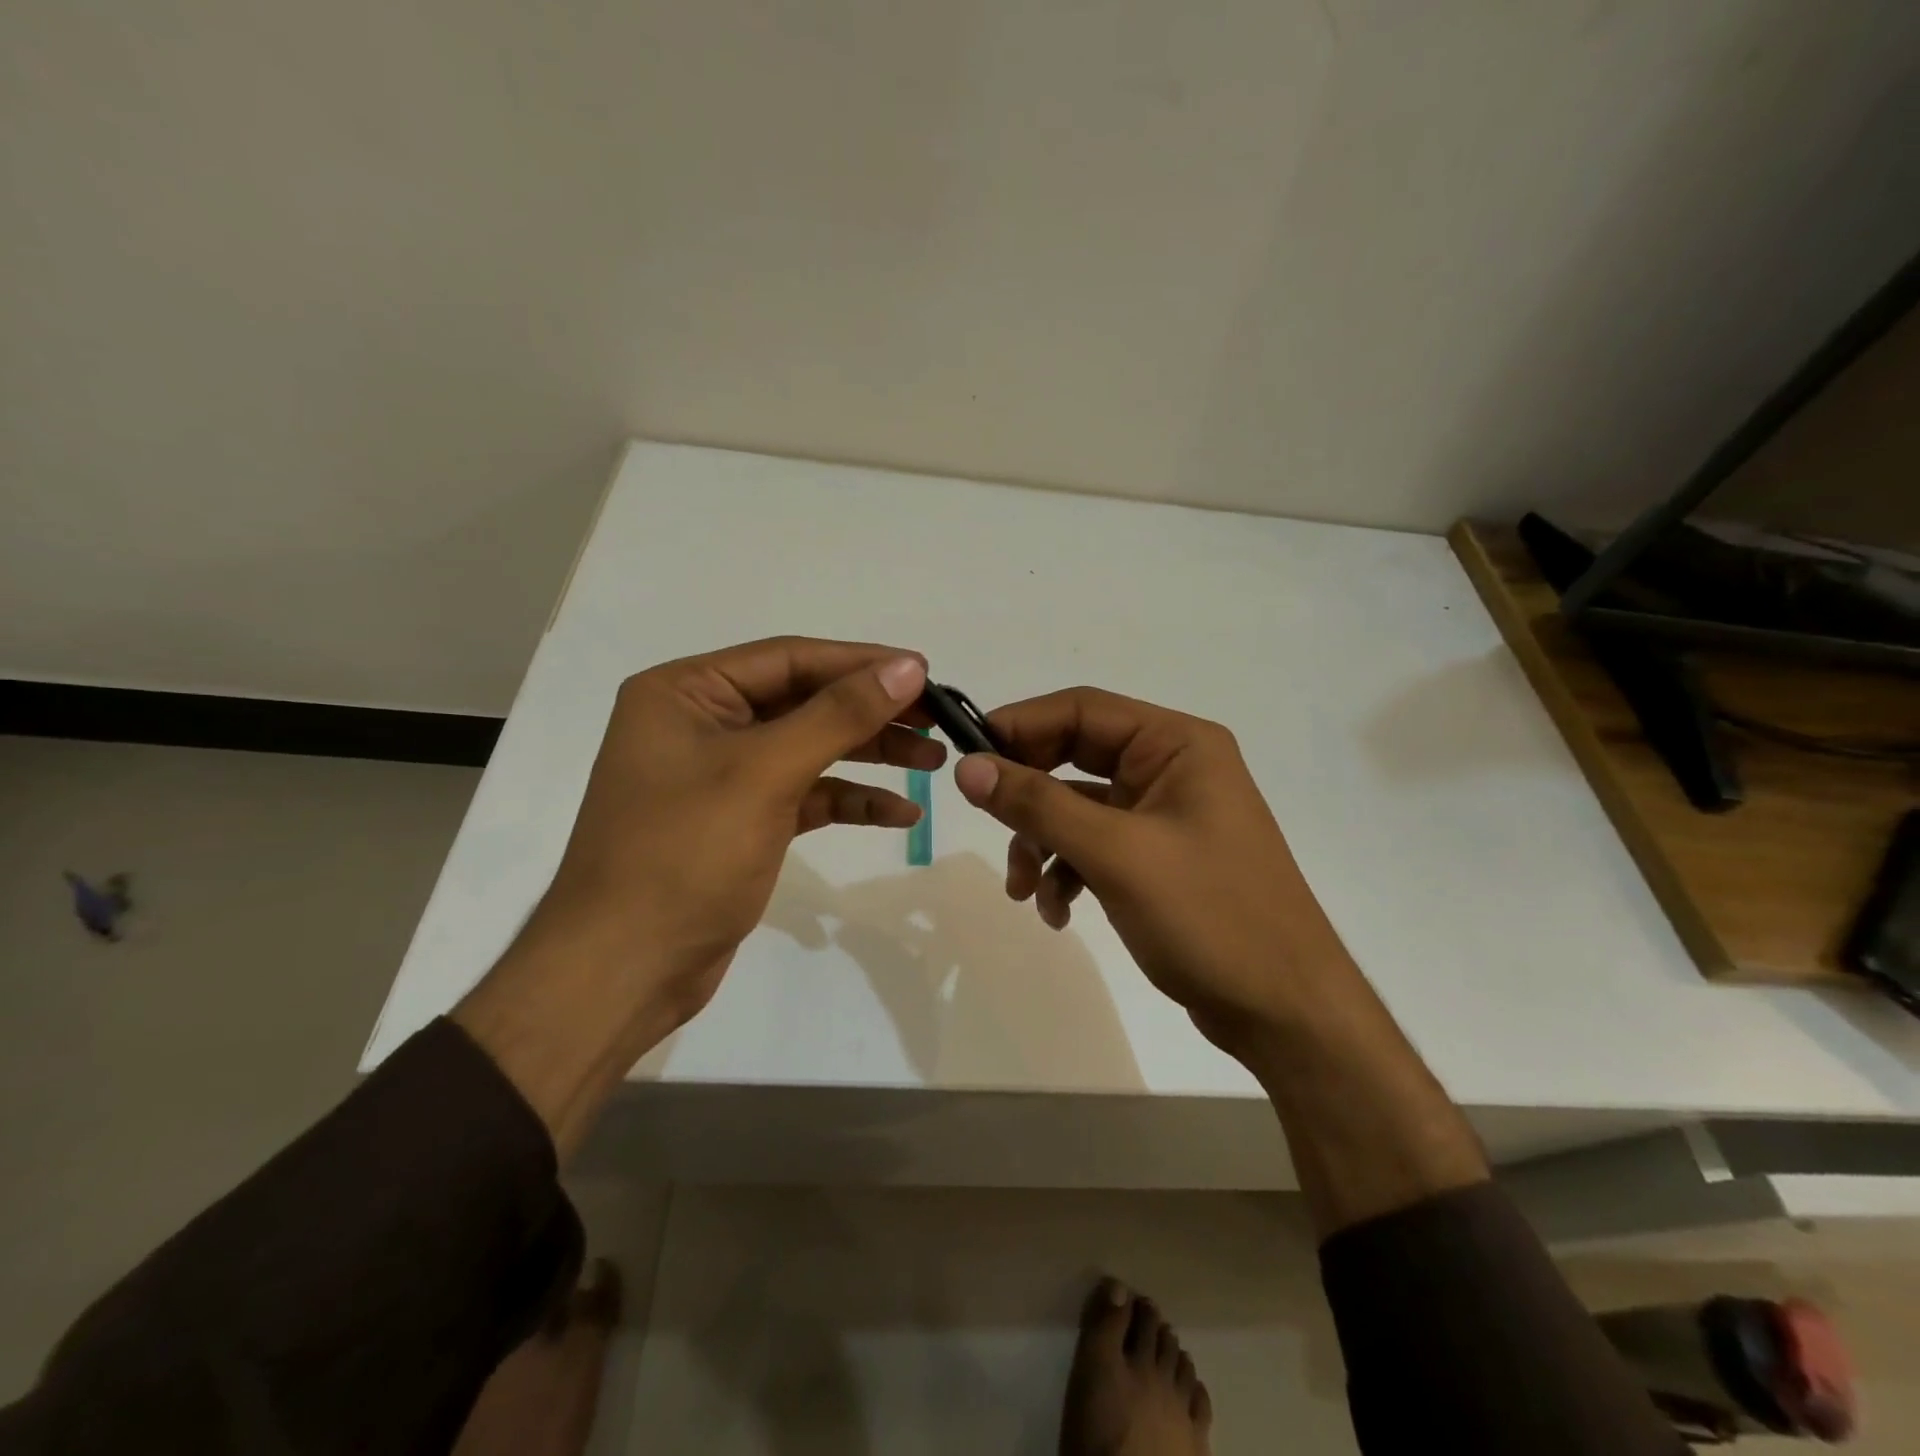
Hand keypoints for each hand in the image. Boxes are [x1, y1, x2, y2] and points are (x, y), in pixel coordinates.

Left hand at [517, 636, 942, 1033]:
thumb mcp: (765, 773)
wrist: (624, 970)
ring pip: (810, 749)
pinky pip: (805, 796)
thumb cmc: (684, 855)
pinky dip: (849, 801)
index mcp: (686, 693)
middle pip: (804, 702)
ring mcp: (721, 776)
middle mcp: (701, 724)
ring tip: (933, 763)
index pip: (789, 660)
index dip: (861, 663)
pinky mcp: (741, 821)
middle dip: (871, 714)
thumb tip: (908, 666)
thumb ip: (839, 715)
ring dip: (869, 756)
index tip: (925, 671)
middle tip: (937, 722)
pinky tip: (899, 813)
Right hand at [952, 688, 1351, 1052]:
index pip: (1082, 709)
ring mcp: (1166, 815)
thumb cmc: (1209, 916)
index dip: (1020, 726)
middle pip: (1074, 758)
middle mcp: (1172, 768)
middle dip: (1029, 799)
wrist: (1285, 1012)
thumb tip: (967, 766)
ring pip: (1077, 808)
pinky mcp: (1158, 858)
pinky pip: (1095, 846)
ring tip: (1026, 893)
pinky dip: (1068, 872)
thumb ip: (1038, 804)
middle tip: (987, 824)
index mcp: (1177, 744)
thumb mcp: (1115, 854)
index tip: (967, 758)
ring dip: (1043, 845)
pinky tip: (1058, 913)